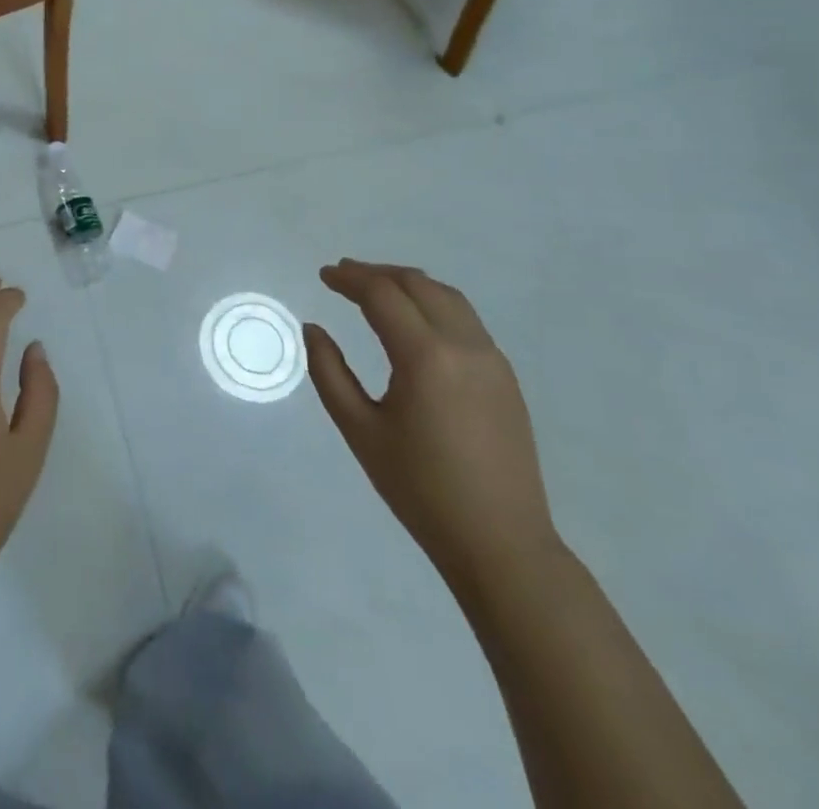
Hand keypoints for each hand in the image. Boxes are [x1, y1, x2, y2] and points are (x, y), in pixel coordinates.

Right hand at [305, 261, 559, 586]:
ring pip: (447, 296)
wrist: (501, 543)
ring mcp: (491, 359)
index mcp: (425, 357)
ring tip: (376, 289)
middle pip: (417, 285)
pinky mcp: (505, 376)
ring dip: (408, 284)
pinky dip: (433, 304)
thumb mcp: (360, 431)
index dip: (349, 279)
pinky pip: (466, 319)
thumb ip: (329, 372)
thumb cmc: (420, 490)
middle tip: (343, 276)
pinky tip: (414, 321)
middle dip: (377, 274)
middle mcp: (464, 345)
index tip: (324, 275)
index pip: (382, 295)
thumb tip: (314, 329)